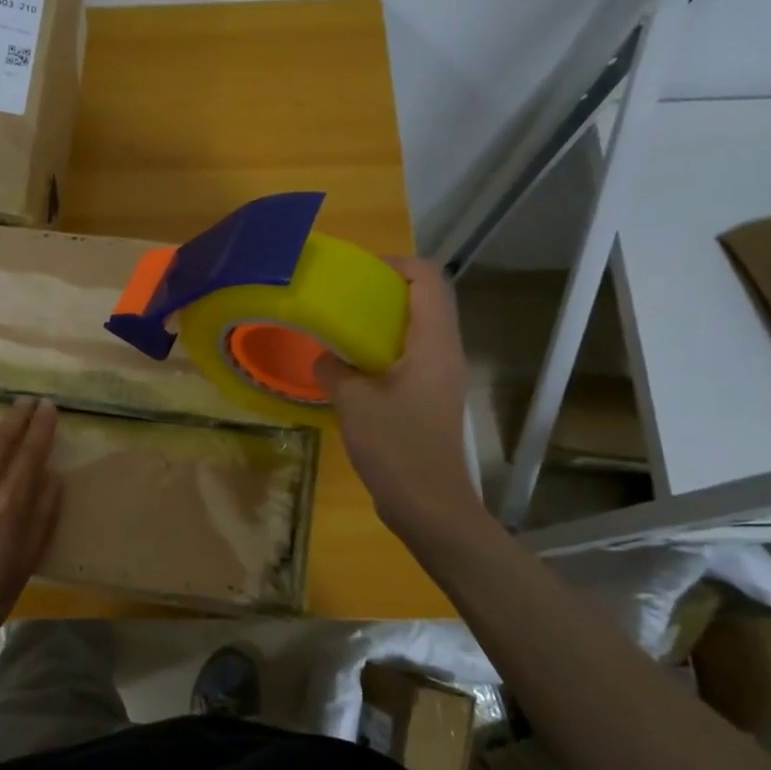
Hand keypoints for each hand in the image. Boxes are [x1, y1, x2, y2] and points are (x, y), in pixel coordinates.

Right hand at [315, 258, 484, 539]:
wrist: (429, 505)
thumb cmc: (396, 447)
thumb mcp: (354, 403)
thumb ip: (334, 370)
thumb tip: (325, 358)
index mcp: (434, 343)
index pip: (428, 280)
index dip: (396, 264)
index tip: (358, 273)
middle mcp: (445, 352)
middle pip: (426, 301)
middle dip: (386, 291)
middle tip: (344, 299)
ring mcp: (441, 377)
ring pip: (418, 331)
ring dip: (383, 323)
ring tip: (342, 330)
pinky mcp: (432, 398)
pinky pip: (411, 358)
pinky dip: (384, 351)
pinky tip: (352, 370)